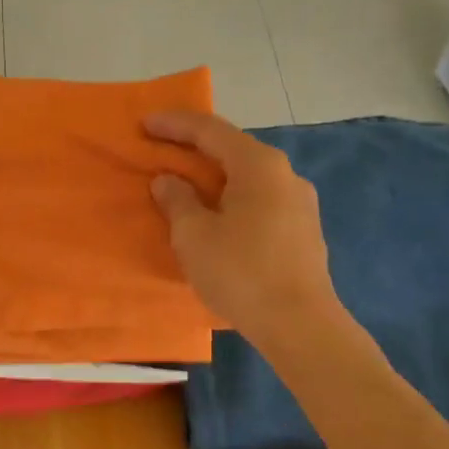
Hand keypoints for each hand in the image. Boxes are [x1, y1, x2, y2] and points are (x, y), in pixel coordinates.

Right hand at [145, 110, 340, 345]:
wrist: (299, 324)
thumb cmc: (240, 272)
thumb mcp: (194, 236)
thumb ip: (177, 201)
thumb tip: (168, 180)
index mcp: (258, 165)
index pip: (210, 130)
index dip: (174, 125)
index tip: (144, 123)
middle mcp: (285, 174)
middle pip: (233, 150)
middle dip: (195, 150)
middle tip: (162, 152)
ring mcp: (300, 203)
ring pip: (248, 178)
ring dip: (215, 178)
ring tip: (187, 187)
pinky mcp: (304, 230)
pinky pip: (260, 201)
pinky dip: (233, 199)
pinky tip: (219, 218)